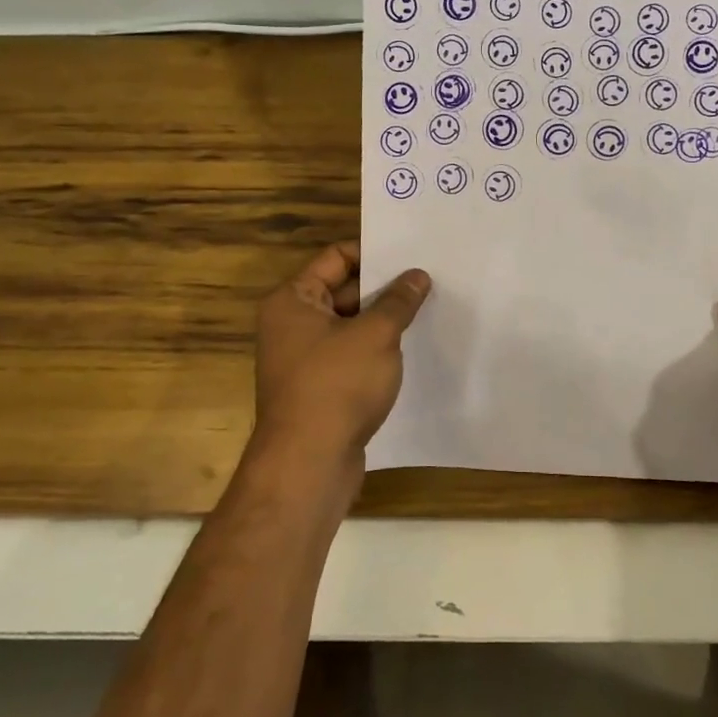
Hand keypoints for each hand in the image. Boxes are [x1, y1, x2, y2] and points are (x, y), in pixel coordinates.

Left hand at [249, 243, 430, 490]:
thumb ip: (398, 301)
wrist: (308, 464)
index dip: (374, 253)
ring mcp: (302, 358)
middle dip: (383, 288)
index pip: (336, 257)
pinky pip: (349, 355)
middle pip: (342, 290)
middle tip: (427, 282)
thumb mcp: (376, 335)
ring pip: (349, 326)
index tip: (411, 255)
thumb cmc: (337, 385)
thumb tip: (418, 275)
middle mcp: (290, 324)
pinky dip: (374, 350)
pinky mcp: (317, 388)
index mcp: (293, 300)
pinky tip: (408, 350)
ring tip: (426, 311)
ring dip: (381, 321)